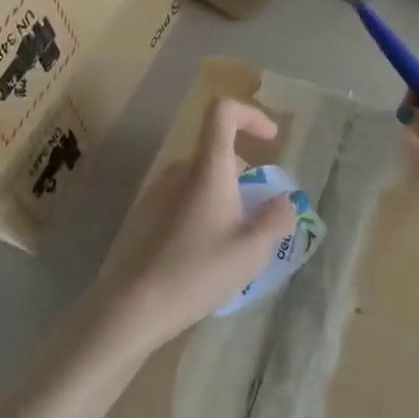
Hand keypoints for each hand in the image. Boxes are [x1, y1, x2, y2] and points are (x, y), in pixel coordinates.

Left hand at [82, 97, 297, 357]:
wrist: (132, 306)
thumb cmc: (198, 271)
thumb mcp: (252, 249)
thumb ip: (277, 219)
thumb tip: (286, 201)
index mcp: (208, 168)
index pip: (223, 112)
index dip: (251, 115)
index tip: (271, 141)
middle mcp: (179, 171)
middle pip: (217, 152)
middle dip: (245, 175)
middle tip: (260, 214)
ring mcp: (156, 192)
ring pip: (201, 179)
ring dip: (225, 196)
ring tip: (236, 240)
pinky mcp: (143, 216)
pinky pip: (182, 199)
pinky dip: (203, 211)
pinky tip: (206, 254)